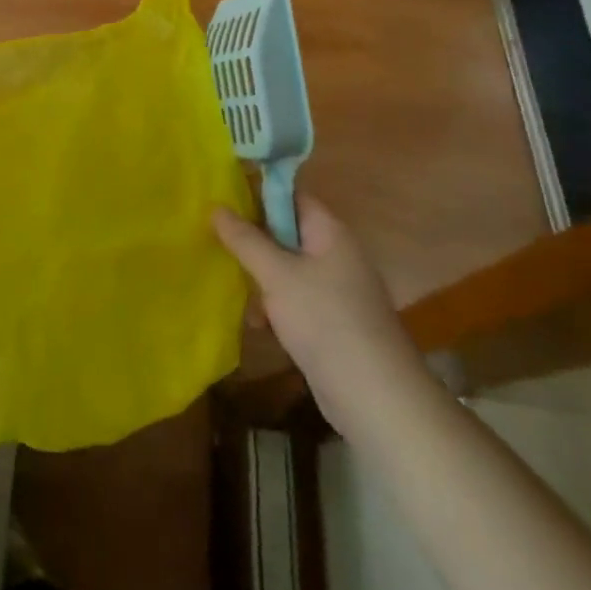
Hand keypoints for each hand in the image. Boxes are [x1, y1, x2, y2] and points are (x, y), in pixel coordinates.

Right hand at [213, 194, 433, 440]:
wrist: (375, 397)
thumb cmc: (325, 321)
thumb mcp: (276, 275)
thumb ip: (244, 239)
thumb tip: (215, 207)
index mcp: (329, 232)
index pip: (290, 195)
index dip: (256, 192)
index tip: (220, 197)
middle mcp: (335, 253)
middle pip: (285, 231)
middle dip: (251, 238)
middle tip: (214, 240)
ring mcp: (335, 288)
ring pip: (285, 266)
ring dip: (259, 275)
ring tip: (232, 285)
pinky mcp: (330, 320)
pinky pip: (294, 297)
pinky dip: (274, 304)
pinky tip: (256, 322)